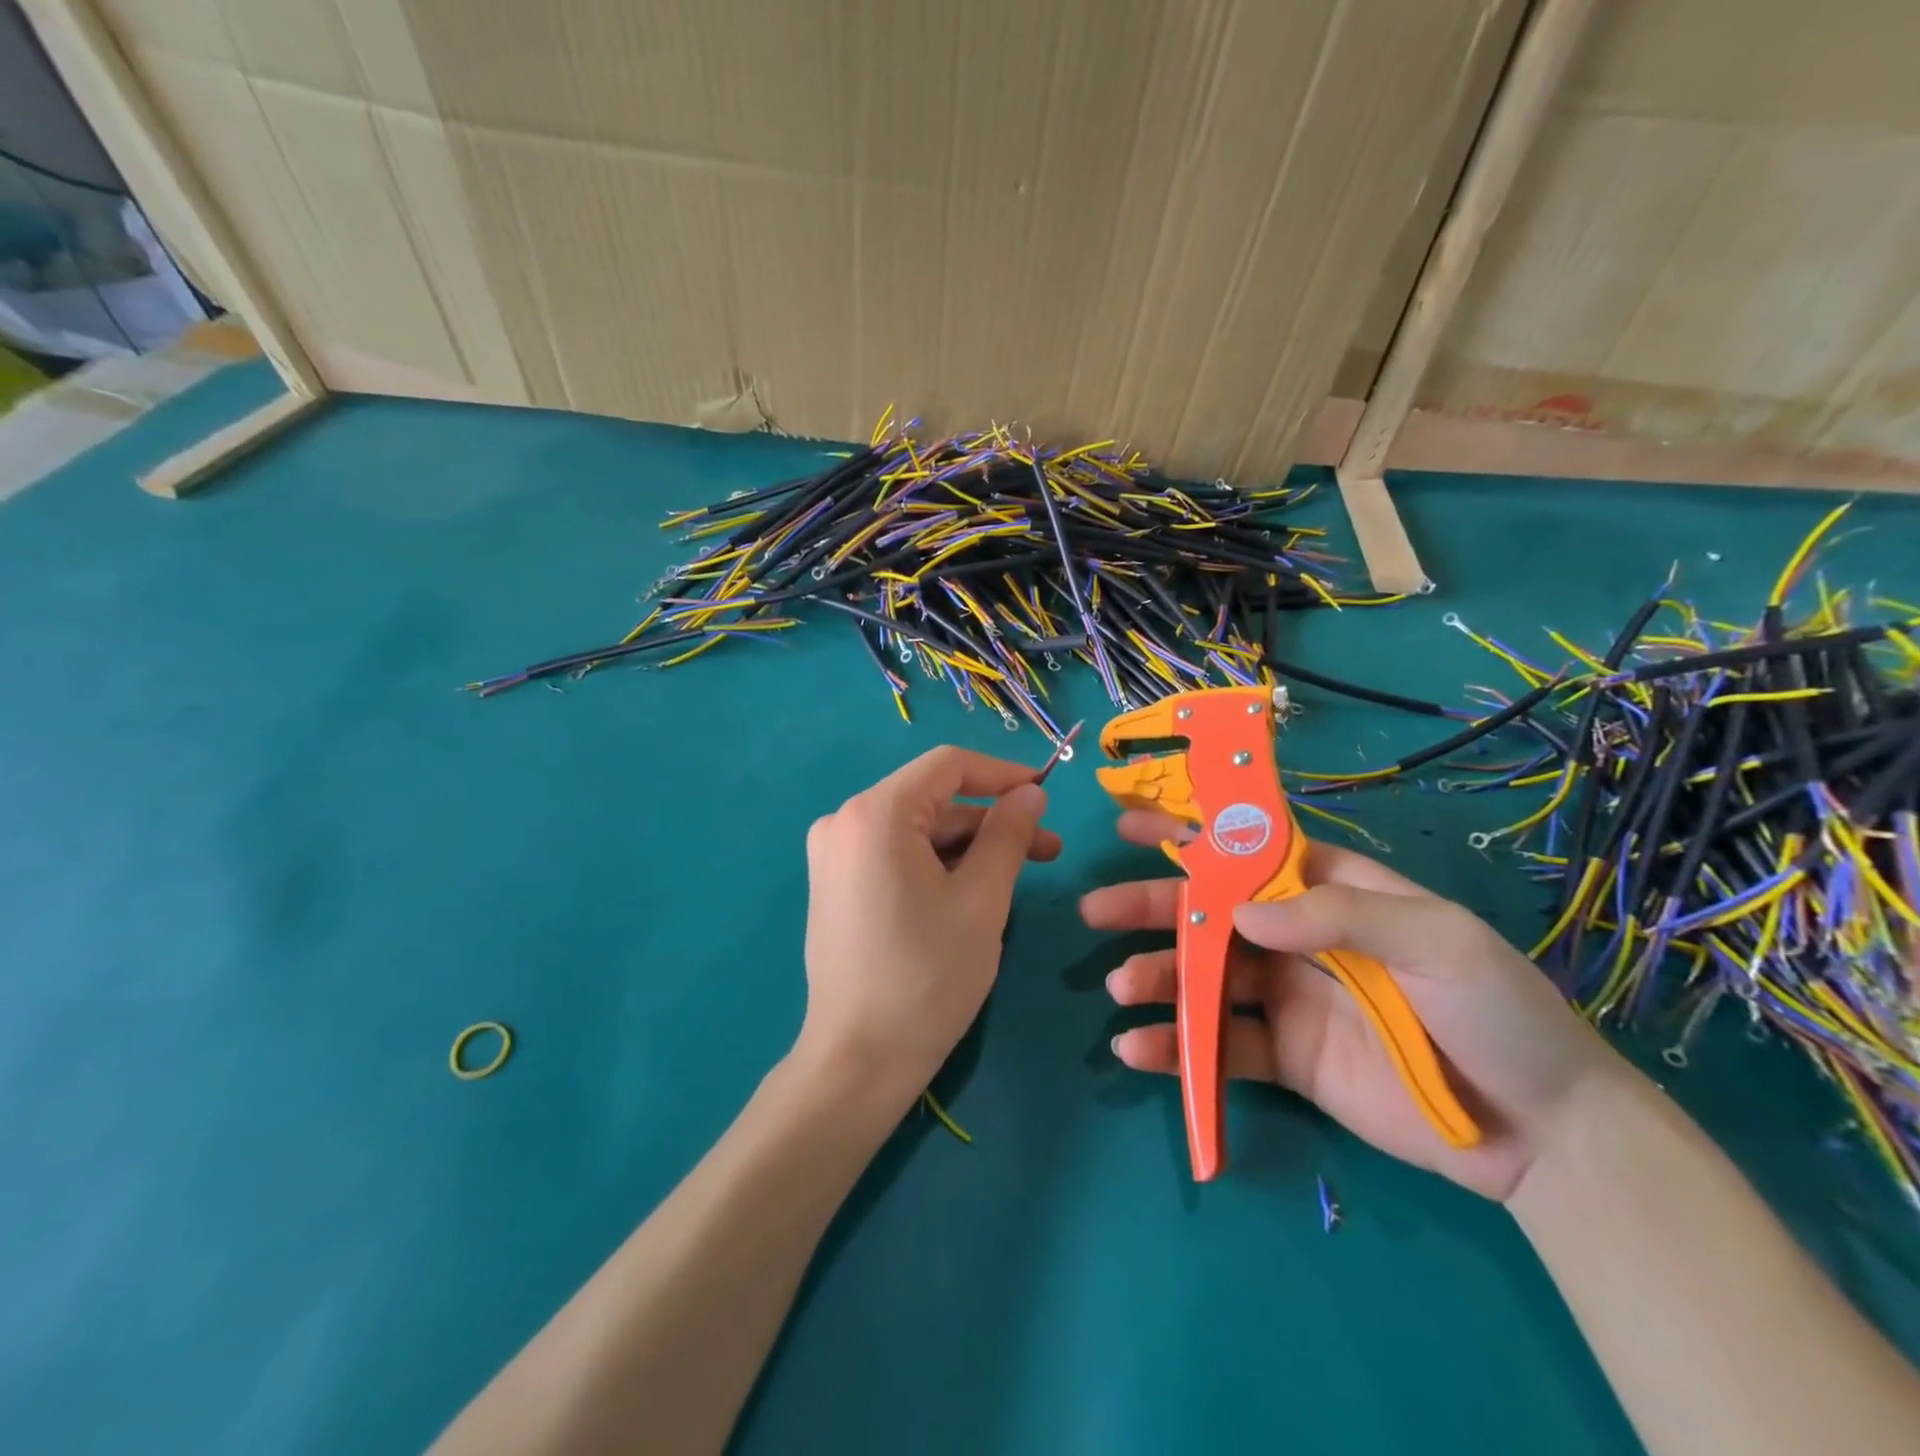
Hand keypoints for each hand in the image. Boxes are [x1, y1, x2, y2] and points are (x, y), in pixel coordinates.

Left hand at [797, 747, 1057, 1104]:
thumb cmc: (927, 976)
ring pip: (918, 831)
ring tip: (1021, 876)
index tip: (1046, 794)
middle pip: (933, 801)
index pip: (948, 766)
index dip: (1002, 774)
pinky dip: (938, 865)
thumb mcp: (982, 900)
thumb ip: (1008, 835)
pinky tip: (975, 892)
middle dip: (992, 822)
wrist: (859, 1061)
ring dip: (970, 847)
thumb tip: (1030, 793)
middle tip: (1048, 850)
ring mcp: (834, 855)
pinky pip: (896, 855)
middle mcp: (844, 822)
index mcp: (874, 814)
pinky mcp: (836, 885)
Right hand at [1081, 811, 1632, 1200]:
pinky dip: (1177, 1048)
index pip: (1248, 851)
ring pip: (1205, 978)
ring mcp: (1286, 998)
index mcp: (1329, 891)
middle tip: (1096, 909)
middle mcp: (1296, 937)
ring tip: (1121, 986)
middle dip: (1153, 907)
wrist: (1545, 1134)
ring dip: (1158, 978)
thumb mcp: (1435, 941)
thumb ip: (1338, 915)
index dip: (1191, 834)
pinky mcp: (1284, 1058)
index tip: (1133, 824)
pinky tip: (1138, 1049)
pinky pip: (1220, 1046)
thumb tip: (1240, 914)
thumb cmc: (1496, 1011)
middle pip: (1211, 914)